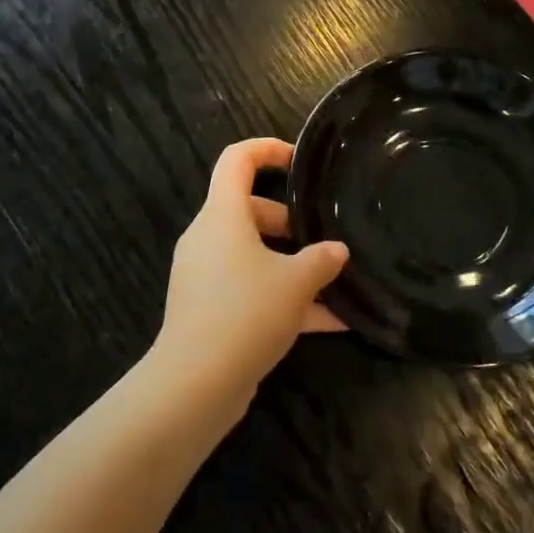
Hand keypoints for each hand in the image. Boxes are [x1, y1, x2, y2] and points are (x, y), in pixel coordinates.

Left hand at [150, 138, 348, 407]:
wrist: (196, 382)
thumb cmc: (246, 312)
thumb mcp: (295, 282)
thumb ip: (321, 260)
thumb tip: (336, 251)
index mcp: (222, 215)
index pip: (236, 159)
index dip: (266, 150)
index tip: (299, 162)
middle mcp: (208, 238)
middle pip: (249, 210)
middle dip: (290, 223)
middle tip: (324, 239)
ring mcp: (205, 274)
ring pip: (253, 255)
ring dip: (293, 267)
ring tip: (337, 284)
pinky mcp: (208, 308)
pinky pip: (250, 291)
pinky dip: (283, 300)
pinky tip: (331, 325)